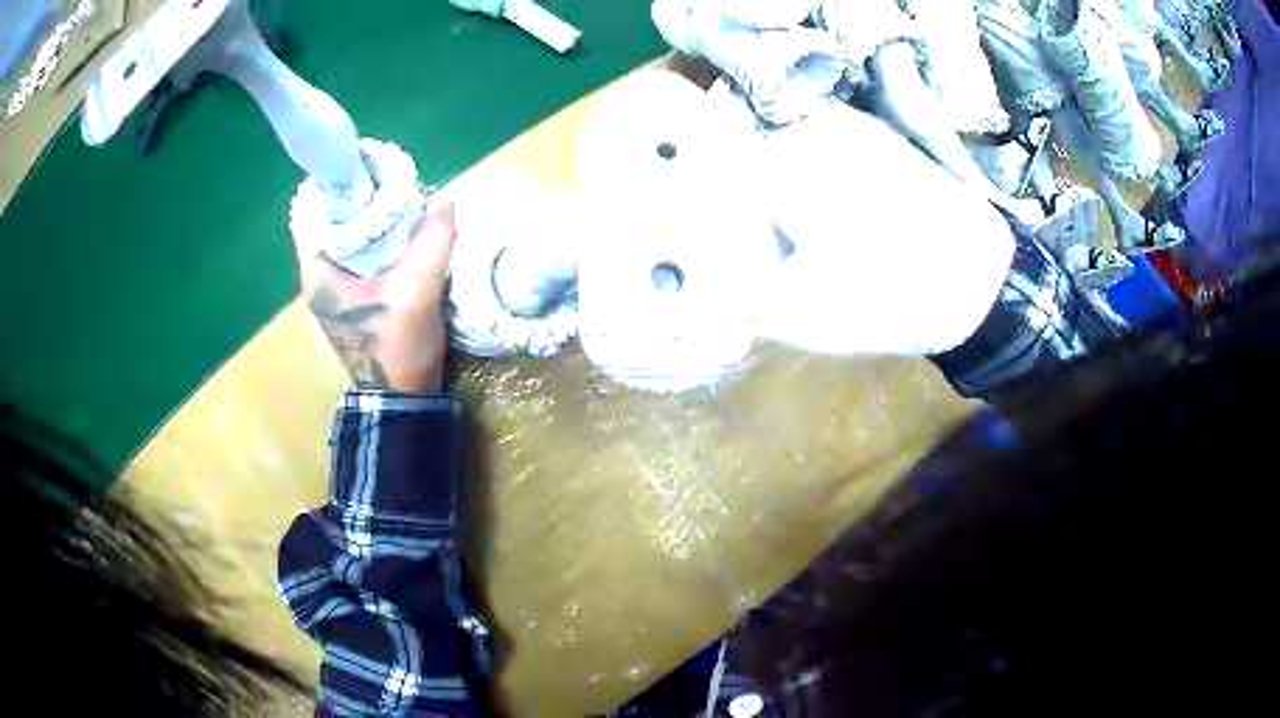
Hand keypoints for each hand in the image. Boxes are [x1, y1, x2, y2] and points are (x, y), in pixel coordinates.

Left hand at [298, 201, 455, 392]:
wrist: (403, 399)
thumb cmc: (397, 347)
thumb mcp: (417, 291)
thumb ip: (432, 241)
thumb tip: (445, 199)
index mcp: (318, 273)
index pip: (316, 210)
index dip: (342, 186)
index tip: (373, 171)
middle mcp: (318, 278)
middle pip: (335, 223)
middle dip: (365, 202)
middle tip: (397, 187)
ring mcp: (334, 290)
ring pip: (350, 240)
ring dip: (374, 223)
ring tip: (405, 207)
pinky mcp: (351, 300)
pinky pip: (361, 257)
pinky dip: (379, 243)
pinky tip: (404, 238)